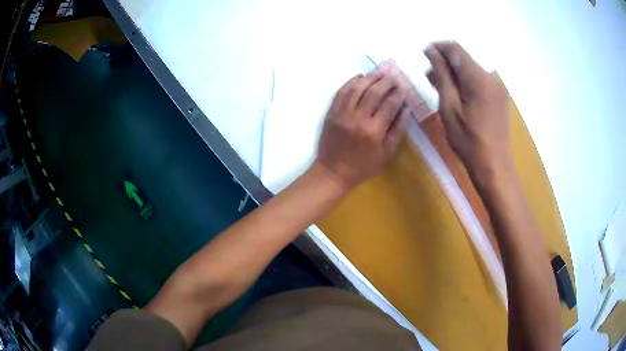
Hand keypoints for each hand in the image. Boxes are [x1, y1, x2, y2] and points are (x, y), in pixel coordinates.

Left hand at [314, 72, 409, 189]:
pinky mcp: (331, 112)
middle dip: (386, 81)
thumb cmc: (363, 166)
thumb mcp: (387, 153)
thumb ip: (397, 129)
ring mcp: (342, 114)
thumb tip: (406, 107)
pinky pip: (342, 91)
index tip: (403, 87)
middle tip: (393, 77)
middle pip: (374, 91)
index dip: (398, 93)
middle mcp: (358, 119)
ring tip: (380, 74)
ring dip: (370, 77)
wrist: (333, 171)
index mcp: (374, 131)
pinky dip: (352, 81)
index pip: (390, 104)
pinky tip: (361, 77)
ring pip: (357, 87)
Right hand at [424, 42, 511, 177]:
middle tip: (429, 77)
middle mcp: (491, 77)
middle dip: (445, 62)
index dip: (438, 48)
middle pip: (464, 59)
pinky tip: (456, 94)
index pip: (456, 48)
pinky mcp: (499, 96)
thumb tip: (431, 51)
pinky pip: (479, 81)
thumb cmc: (468, 139)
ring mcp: (498, 87)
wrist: (493, 165)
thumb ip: (442, 75)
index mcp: (478, 77)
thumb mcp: (449, 106)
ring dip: (455, 73)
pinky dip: (466, 82)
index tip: (424, 55)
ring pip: (471, 70)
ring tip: (439, 86)